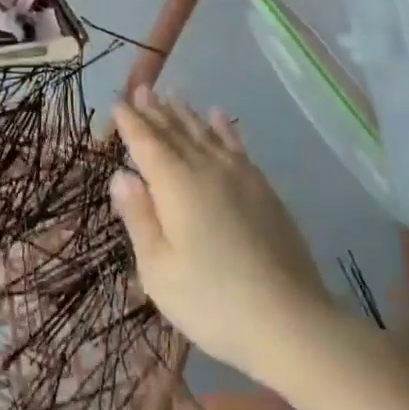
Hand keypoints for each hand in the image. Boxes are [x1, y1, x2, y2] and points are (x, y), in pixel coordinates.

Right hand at [110, 87, 331, 380]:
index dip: (130, 123)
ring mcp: (241, 177)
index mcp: (174, 185)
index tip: (118, 102)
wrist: (290, 321)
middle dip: (155, 110)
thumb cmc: (211, 301)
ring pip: (206, 134)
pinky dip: (225, 128)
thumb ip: (139, 217)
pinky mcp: (265, 190)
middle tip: (141, 88)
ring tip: (172, 95)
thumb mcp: (158, 269)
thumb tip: (122, 175)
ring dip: (186, 114)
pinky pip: (238, 147)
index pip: (146, 144)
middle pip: (176, 132)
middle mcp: (206, 169)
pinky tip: (220, 117)